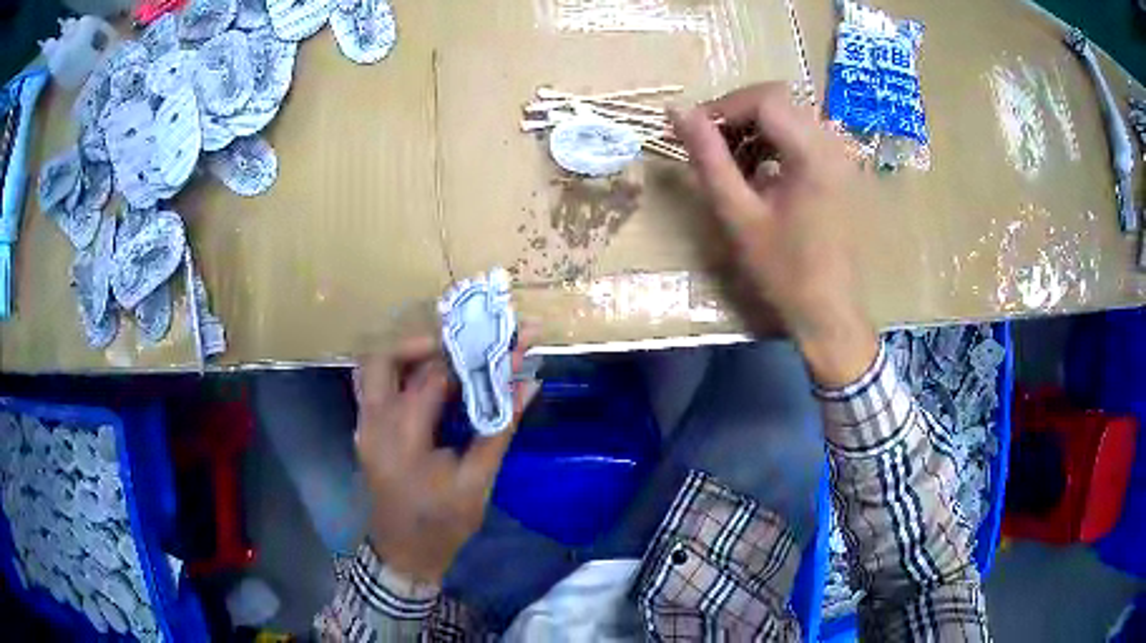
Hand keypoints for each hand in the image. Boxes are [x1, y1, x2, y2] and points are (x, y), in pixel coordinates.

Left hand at [353, 334, 536, 582]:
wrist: (406, 552)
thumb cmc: (443, 521)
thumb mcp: (478, 480)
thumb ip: (500, 427)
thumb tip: (528, 384)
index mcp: (403, 435)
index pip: (434, 376)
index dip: (471, 356)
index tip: (500, 342)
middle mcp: (375, 422)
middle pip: (386, 358)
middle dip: (425, 343)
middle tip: (462, 347)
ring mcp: (364, 425)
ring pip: (375, 368)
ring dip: (408, 355)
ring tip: (445, 359)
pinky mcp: (365, 431)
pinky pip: (374, 387)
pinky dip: (399, 374)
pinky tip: (426, 384)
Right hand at [670, 83, 877, 385]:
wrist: (828, 312)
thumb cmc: (783, 271)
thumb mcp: (737, 215)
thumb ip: (708, 158)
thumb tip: (676, 111)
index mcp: (812, 153)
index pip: (764, 98)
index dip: (723, 107)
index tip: (694, 132)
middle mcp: (832, 144)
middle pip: (778, 101)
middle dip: (736, 115)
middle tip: (707, 145)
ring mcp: (839, 157)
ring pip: (789, 116)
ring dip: (753, 129)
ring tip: (728, 163)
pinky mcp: (839, 170)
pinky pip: (801, 137)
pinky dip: (772, 143)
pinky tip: (757, 174)